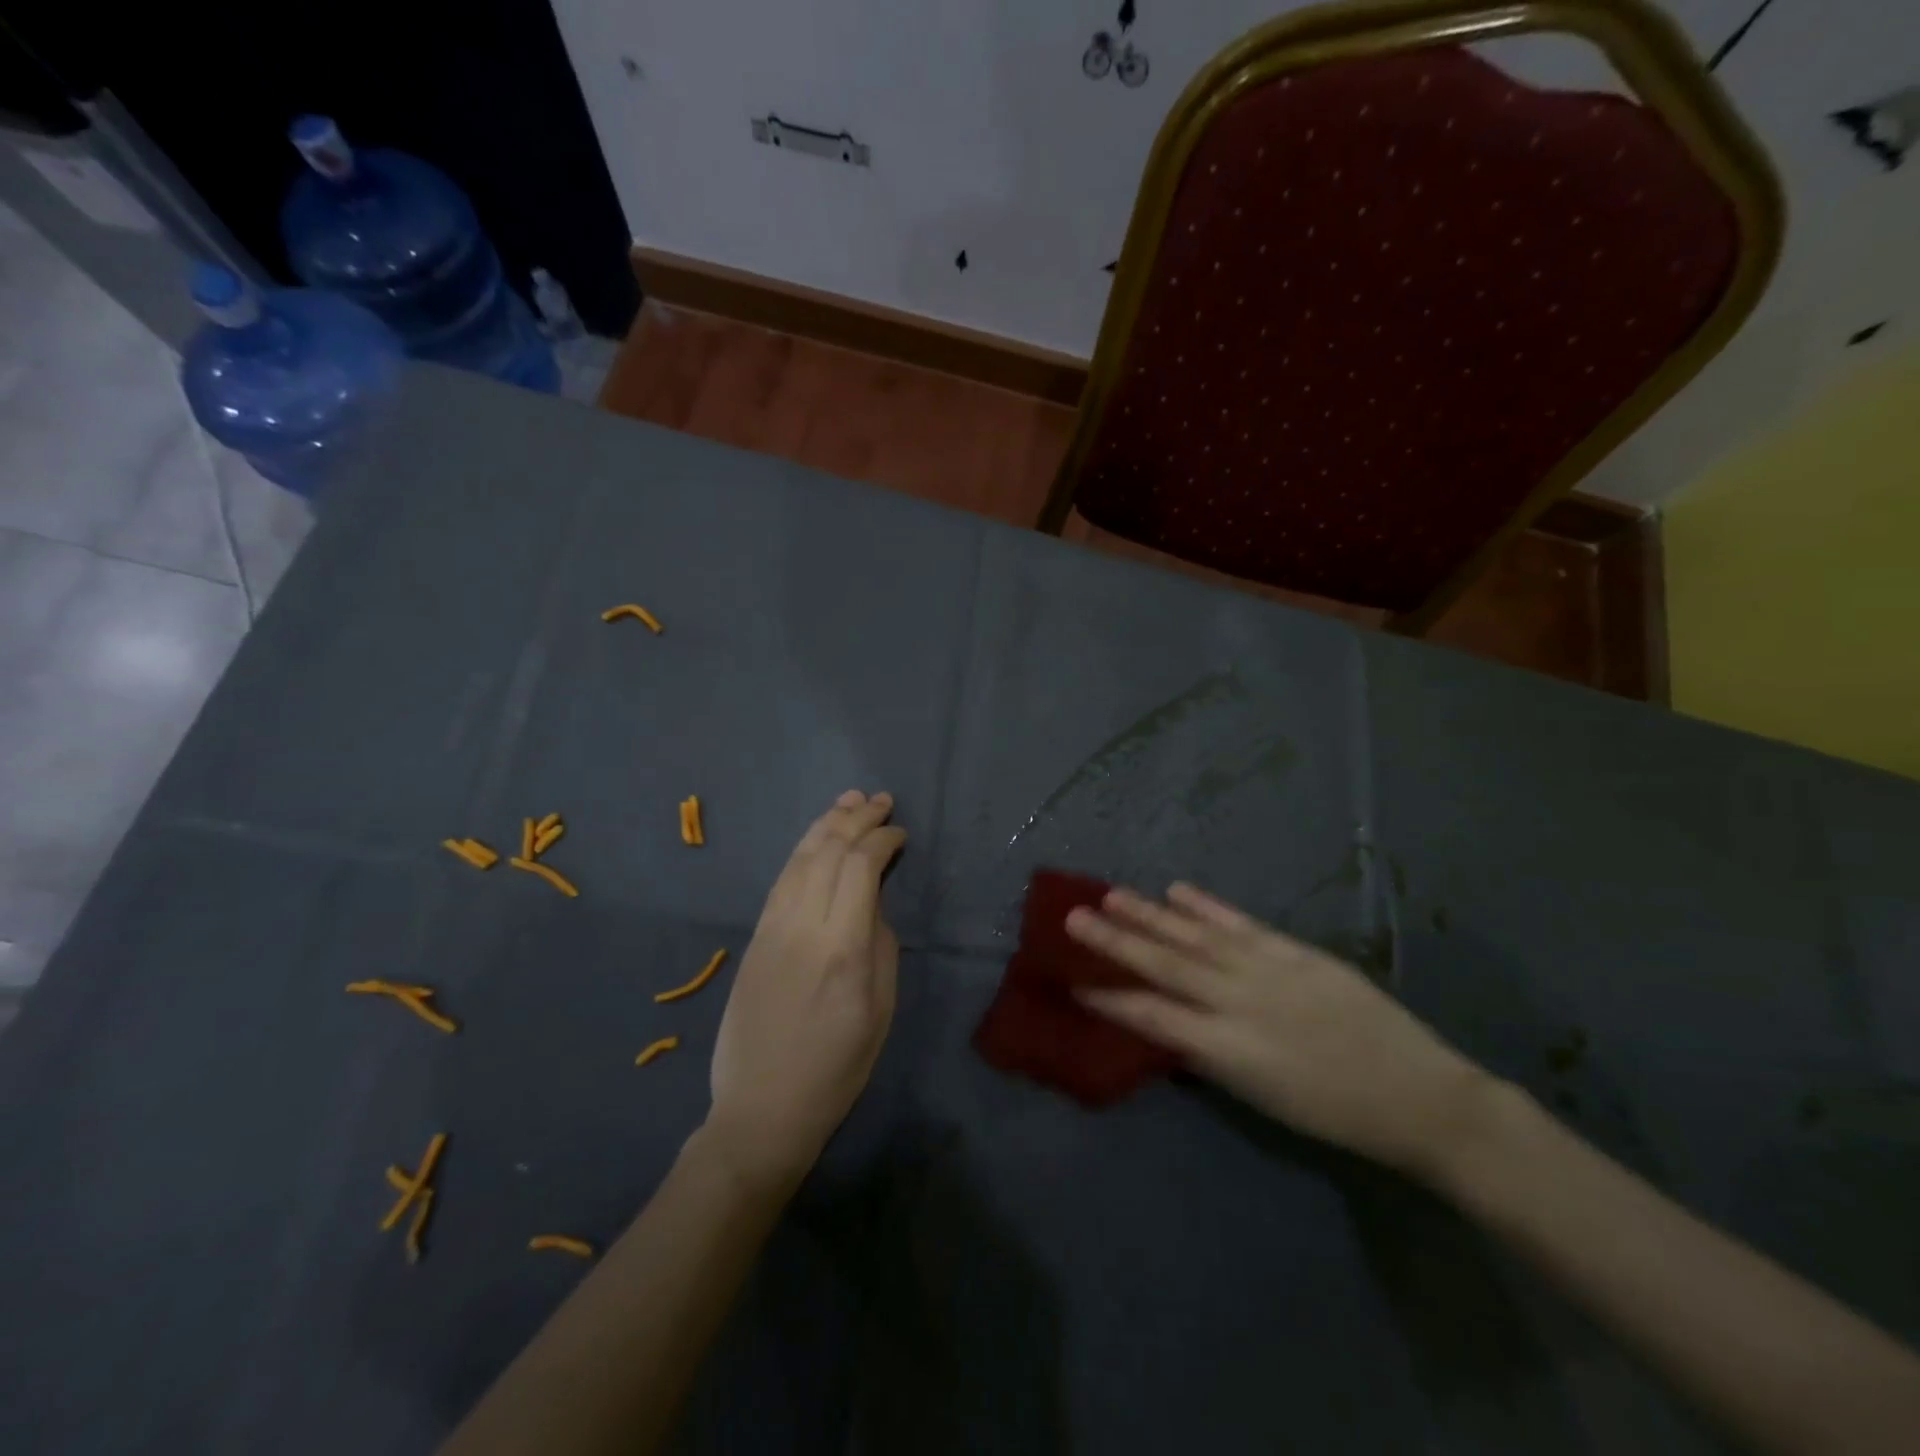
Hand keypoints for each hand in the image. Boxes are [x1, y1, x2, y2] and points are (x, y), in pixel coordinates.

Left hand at [704, 791, 906, 1187]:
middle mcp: (802, 926)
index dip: (882, 839)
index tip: (900, 832)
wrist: (762, 1109)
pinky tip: (815, 839)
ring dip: (826, 824)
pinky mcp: (754, 938)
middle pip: (828, 852)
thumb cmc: (836, 1069)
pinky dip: (802, 850)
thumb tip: (871, 903)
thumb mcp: (879, 1010)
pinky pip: (781, 880)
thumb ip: (880, 944)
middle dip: (856, 818)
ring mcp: (771, 929)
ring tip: (847, 800)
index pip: (861, 867)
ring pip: (800, 859)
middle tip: (879, 799)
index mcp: (842, 947)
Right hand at [1066, 883, 1490, 1179]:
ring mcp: (1267, 970)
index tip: (1073, 980)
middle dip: (1115, 941)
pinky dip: (1206, 906)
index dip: (1109, 998)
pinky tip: (1177, 890)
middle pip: (1164, 965)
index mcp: (1228, 1049)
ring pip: (1195, 936)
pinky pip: (1241, 923)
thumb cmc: (1332, 1112)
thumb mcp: (1260, 1097)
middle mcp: (1238, 1002)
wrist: (1418, 1096)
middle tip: (1073, 917)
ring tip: (1111, 895)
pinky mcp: (1295, 952)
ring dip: (1150, 914)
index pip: (1152, 1017)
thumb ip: (1209, 1055)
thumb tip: (1167, 1024)